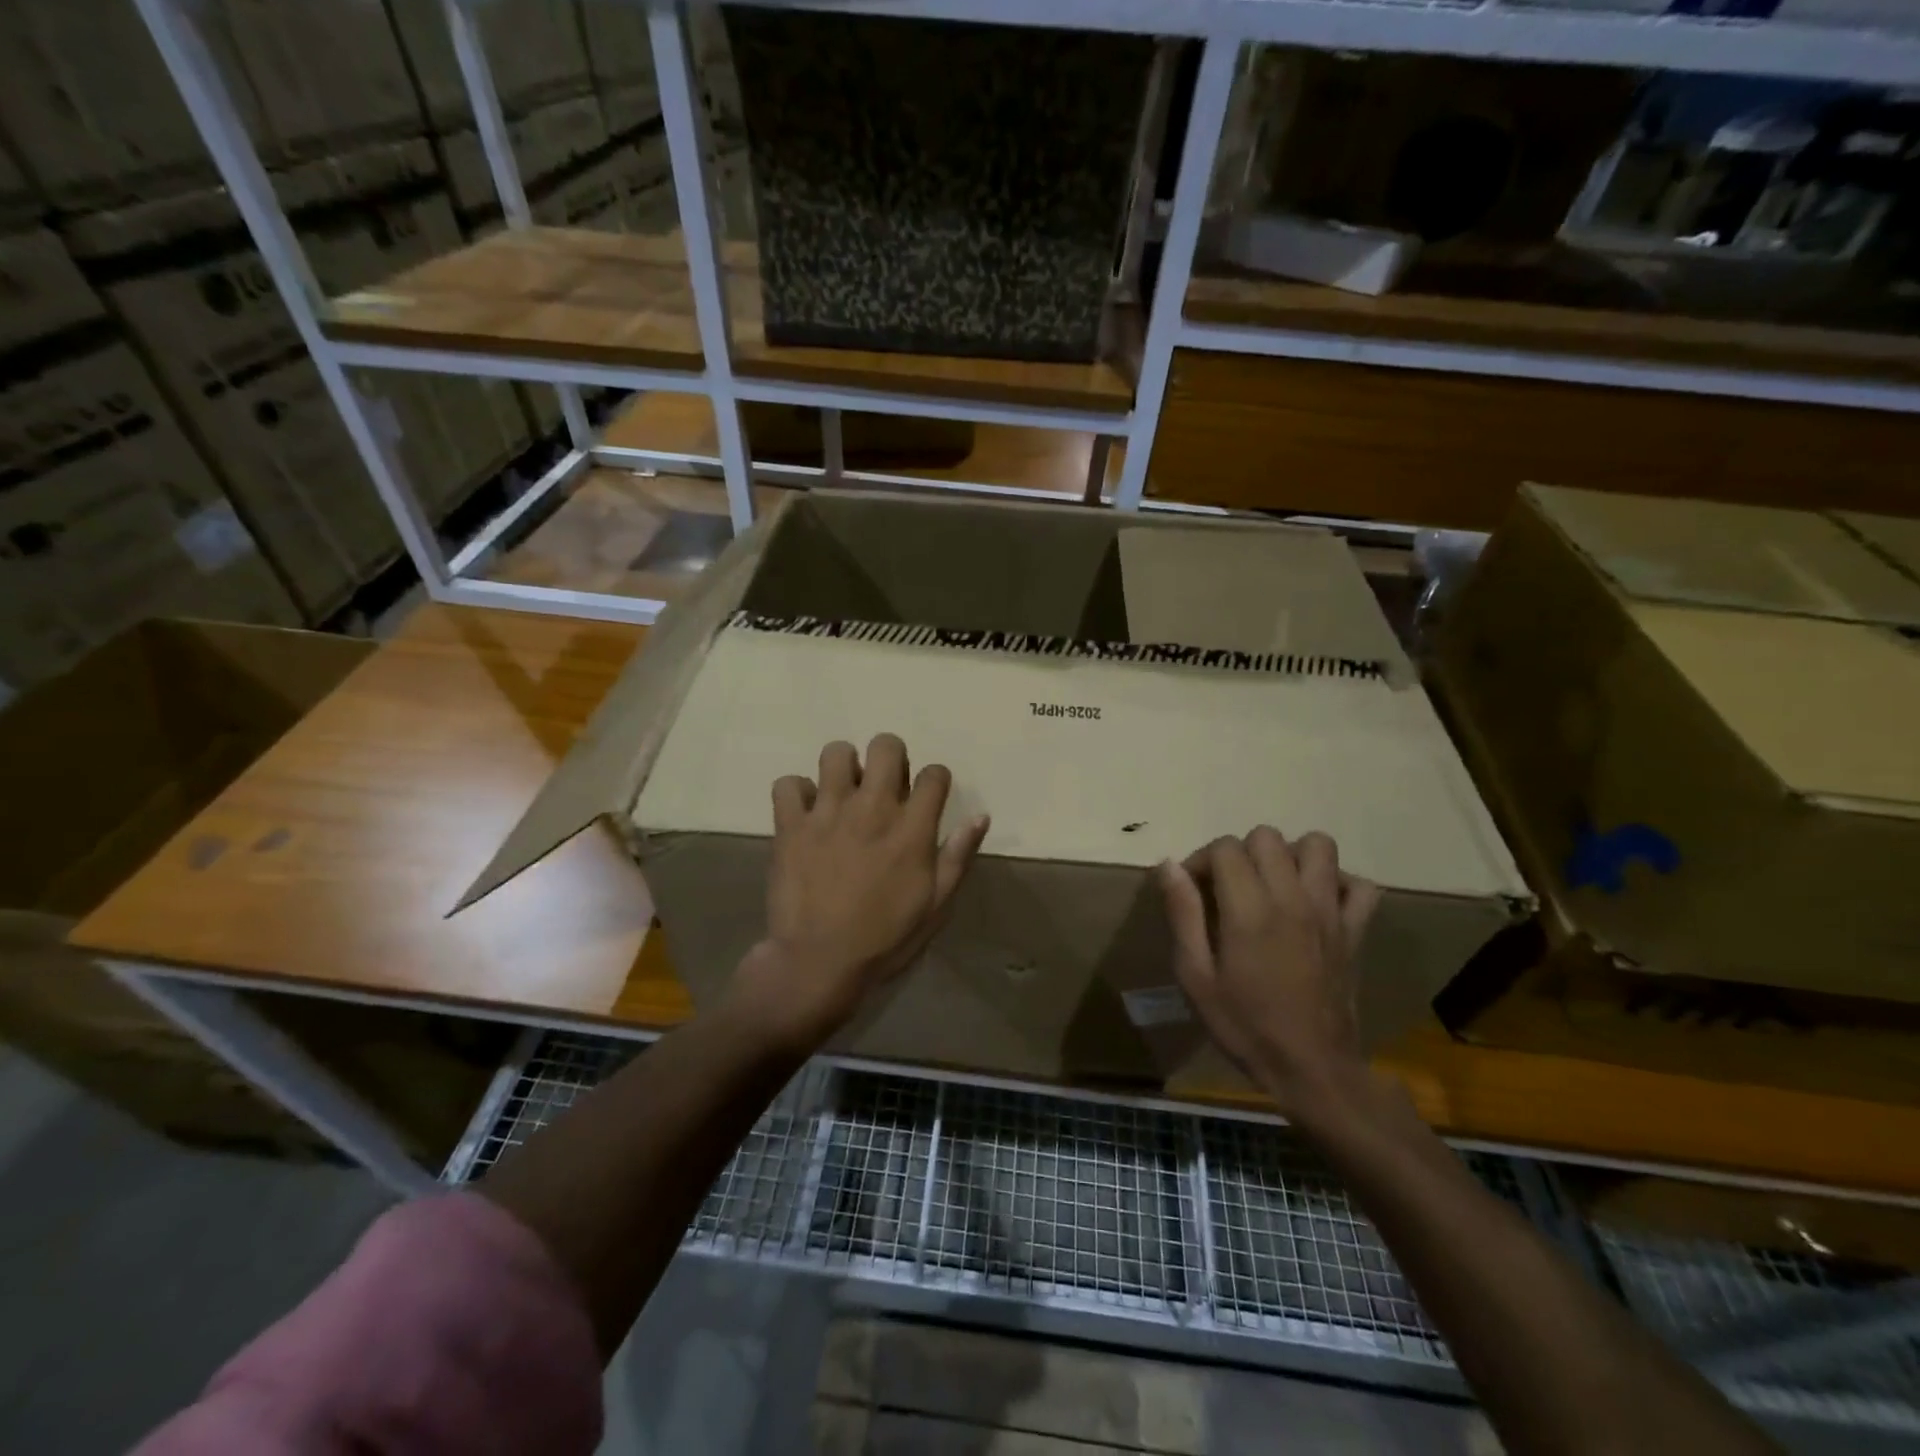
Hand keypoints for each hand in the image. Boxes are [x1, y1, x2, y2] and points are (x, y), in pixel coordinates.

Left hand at [729, 734, 989, 1055]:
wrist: (818, 963)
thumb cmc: (885, 939)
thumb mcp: (936, 905)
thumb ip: (958, 856)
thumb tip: (980, 816)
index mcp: (912, 828)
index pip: (934, 774)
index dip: (935, 781)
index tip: (927, 798)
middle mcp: (872, 808)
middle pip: (886, 746)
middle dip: (891, 757)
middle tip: (884, 786)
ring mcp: (827, 812)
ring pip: (835, 753)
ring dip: (843, 767)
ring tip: (843, 793)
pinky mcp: (790, 825)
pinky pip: (788, 784)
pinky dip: (796, 793)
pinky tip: (805, 814)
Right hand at [1158, 828, 1381, 1117]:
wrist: (1313, 1070)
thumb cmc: (1245, 1026)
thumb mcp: (1195, 977)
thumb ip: (1183, 914)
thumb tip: (1169, 865)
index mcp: (1250, 910)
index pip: (1225, 848)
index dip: (1202, 861)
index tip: (1193, 891)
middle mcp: (1292, 898)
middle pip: (1266, 837)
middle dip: (1240, 854)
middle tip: (1228, 890)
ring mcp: (1330, 911)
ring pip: (1318, 845)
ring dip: (1290, 856)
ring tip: (1272, 886)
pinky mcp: (1356, 930)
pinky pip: (1360, 885)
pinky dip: (1338, 883)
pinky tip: (1316, 903)